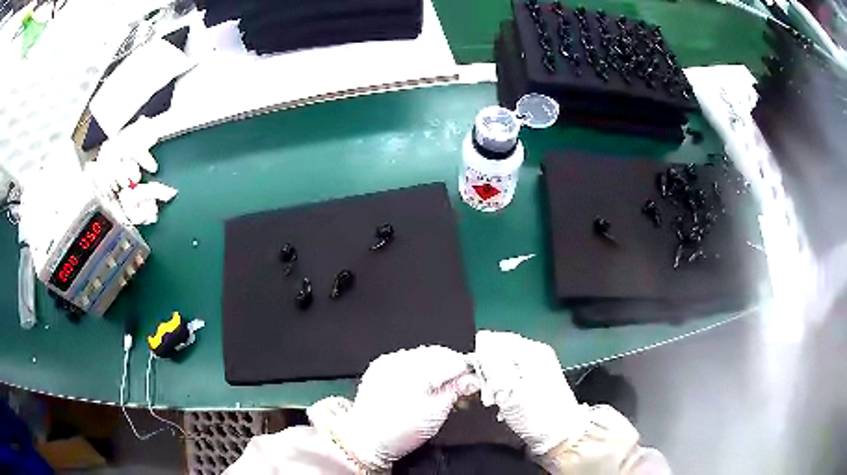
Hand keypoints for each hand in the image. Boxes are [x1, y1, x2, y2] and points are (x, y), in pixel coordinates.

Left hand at [307, 346, 478, 469]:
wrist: (365, 439)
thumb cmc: (401, 430)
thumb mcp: (436, 414)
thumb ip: (457, 391)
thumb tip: (473, 379)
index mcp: (418, 370)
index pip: (453, 360)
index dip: (466, 372)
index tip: (471, 385)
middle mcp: (402, 359)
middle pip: (438, 353)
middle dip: (451, 369)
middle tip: (458, 389)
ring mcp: (389, 361)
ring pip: (423, 355)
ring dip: (435, 368)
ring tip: (437, 389)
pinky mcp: (379, 366)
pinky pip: (406, 360)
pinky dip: (417, 369)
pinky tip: (418, 386)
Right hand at [473, 330, 586, 455]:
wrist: (560, 437)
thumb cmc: (535, 415)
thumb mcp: (509, 389)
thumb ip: (493, 362)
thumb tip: (481, 338)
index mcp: (531, 351)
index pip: (494, 339)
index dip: (478, 357)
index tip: (471, 376)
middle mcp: (536, 354)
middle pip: (498, 352)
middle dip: (485, 372)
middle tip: (482, 394)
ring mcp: (538, 367)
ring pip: (503, 366)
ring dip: (492, 383)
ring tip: (492, 402)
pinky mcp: (537, 381)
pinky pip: (511, 377)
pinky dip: (502, 389)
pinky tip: (501, 404)